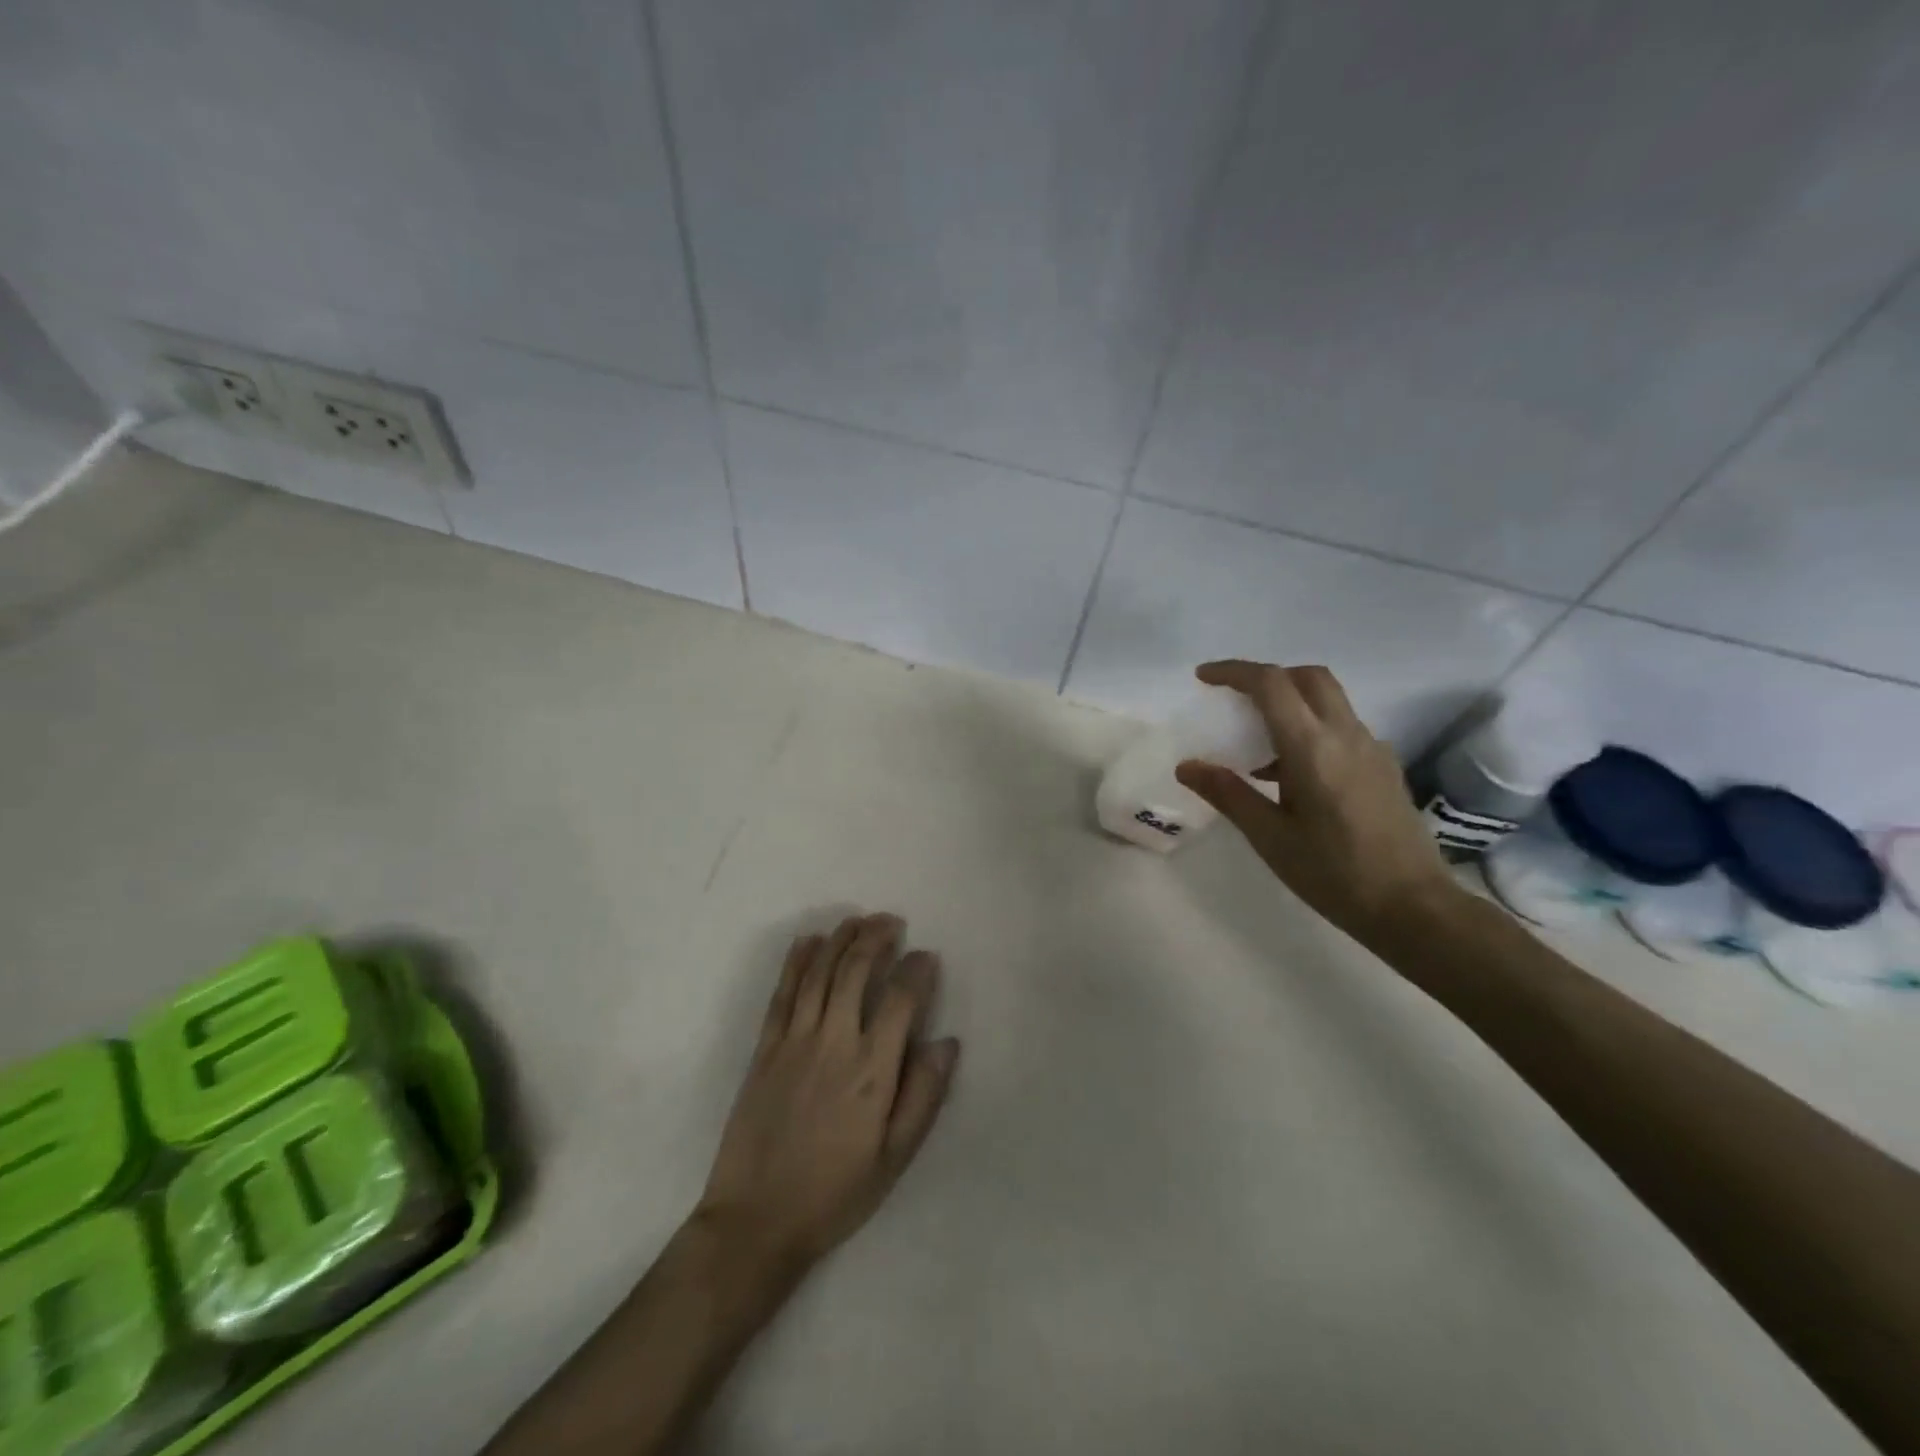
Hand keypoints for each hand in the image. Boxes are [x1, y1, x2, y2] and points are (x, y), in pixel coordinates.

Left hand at [696, 913, 959, 1276]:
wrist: (755, 1221)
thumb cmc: (834, 1193)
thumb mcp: (894, 1159)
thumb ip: (924, 1096)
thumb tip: (947, 1042)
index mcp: (871, 1071)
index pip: (900, 1000)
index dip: (917, 971)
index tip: (927, 956)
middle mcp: (834, 1043)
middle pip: (856, 971)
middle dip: (877, 937)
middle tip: (892, 921)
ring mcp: (794, 1041)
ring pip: (819, 972)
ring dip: (840, 939)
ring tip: (858, 920)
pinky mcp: (765, 1048)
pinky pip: (783, 992)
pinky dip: (797, 961)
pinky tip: (809, 941)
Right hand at [1174, 660, 1459, 947]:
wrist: (1413, 907)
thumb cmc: (1333, 873)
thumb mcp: (1269, 837)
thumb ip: (1228, 793)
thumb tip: (1187, 766)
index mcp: (1313, 748)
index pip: (1271, 684)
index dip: (1234, 672)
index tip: (1203, 678)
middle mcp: (1346, 735)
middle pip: (1307, 677)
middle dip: (1267, 677)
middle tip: (1233, 700)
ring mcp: (1372, 748)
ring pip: (1328, 699)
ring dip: (1290, 702)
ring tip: (1257, 743)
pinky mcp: (1384, 766)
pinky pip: (1341, 726)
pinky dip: (1310, 726)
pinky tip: (1292, 772)